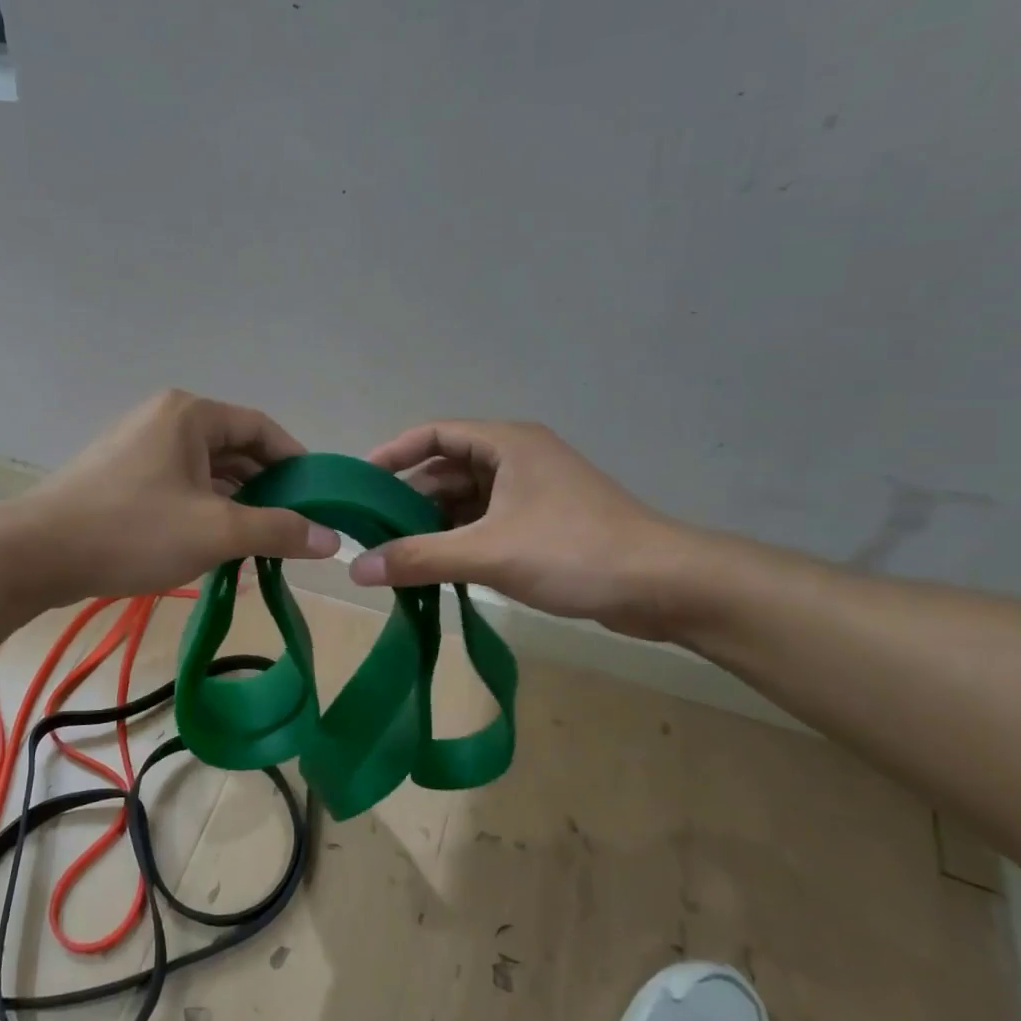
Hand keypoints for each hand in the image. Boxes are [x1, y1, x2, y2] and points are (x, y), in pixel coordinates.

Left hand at [14, 390, 338, 605]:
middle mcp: (166, 420)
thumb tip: (331, 538)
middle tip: (293, 528)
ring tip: (260, 544)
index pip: (261, 428)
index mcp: (190, 415)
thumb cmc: (132, 531)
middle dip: (267, 490)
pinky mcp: (123, 476)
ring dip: (237, 505)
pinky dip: (206, 511)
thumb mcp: (216, 531)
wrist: (36, 554)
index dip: (296, 462)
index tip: (318, 499)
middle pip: (235, 450)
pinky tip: (218, 545)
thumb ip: (278, 530)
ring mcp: (140, 447)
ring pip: (207, 472)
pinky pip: (181, 486)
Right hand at [349, 420, 702, 637]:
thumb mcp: (488, 553)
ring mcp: (533, 492)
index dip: (393, 454)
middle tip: (372, 531)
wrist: (664, 586)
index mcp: (506, 444)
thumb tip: (355, 569)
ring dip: (434, 525)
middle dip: (409, 499)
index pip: (434, 434)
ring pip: (467, 501)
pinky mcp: (544, 524)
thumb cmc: (574, 551)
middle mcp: (518, 459)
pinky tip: (438, 570)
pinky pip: (487, 524)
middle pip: (447, 469)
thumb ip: (419, 558)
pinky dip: (460, 541)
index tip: (359, 483)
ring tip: (397, 556)